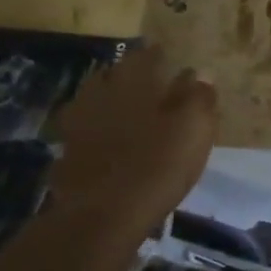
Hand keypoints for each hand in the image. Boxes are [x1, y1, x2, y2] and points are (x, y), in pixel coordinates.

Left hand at [48, 43, 215, 239]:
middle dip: (131, 77)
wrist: (104, 214)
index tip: (170, 57)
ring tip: (132, 114)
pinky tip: (111, 143)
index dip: (158, 55)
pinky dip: (98, 132)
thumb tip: (202, 74)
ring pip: (96, 102)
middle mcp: (100, 94)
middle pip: (114, 75)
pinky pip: (86, 132)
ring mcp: (78, 124)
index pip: (145, 56)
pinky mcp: (68, 154)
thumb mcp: (195, 128)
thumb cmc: (158, 163)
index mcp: (133, 82)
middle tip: (151, 85)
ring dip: (112, 103)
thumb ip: (200, 97)